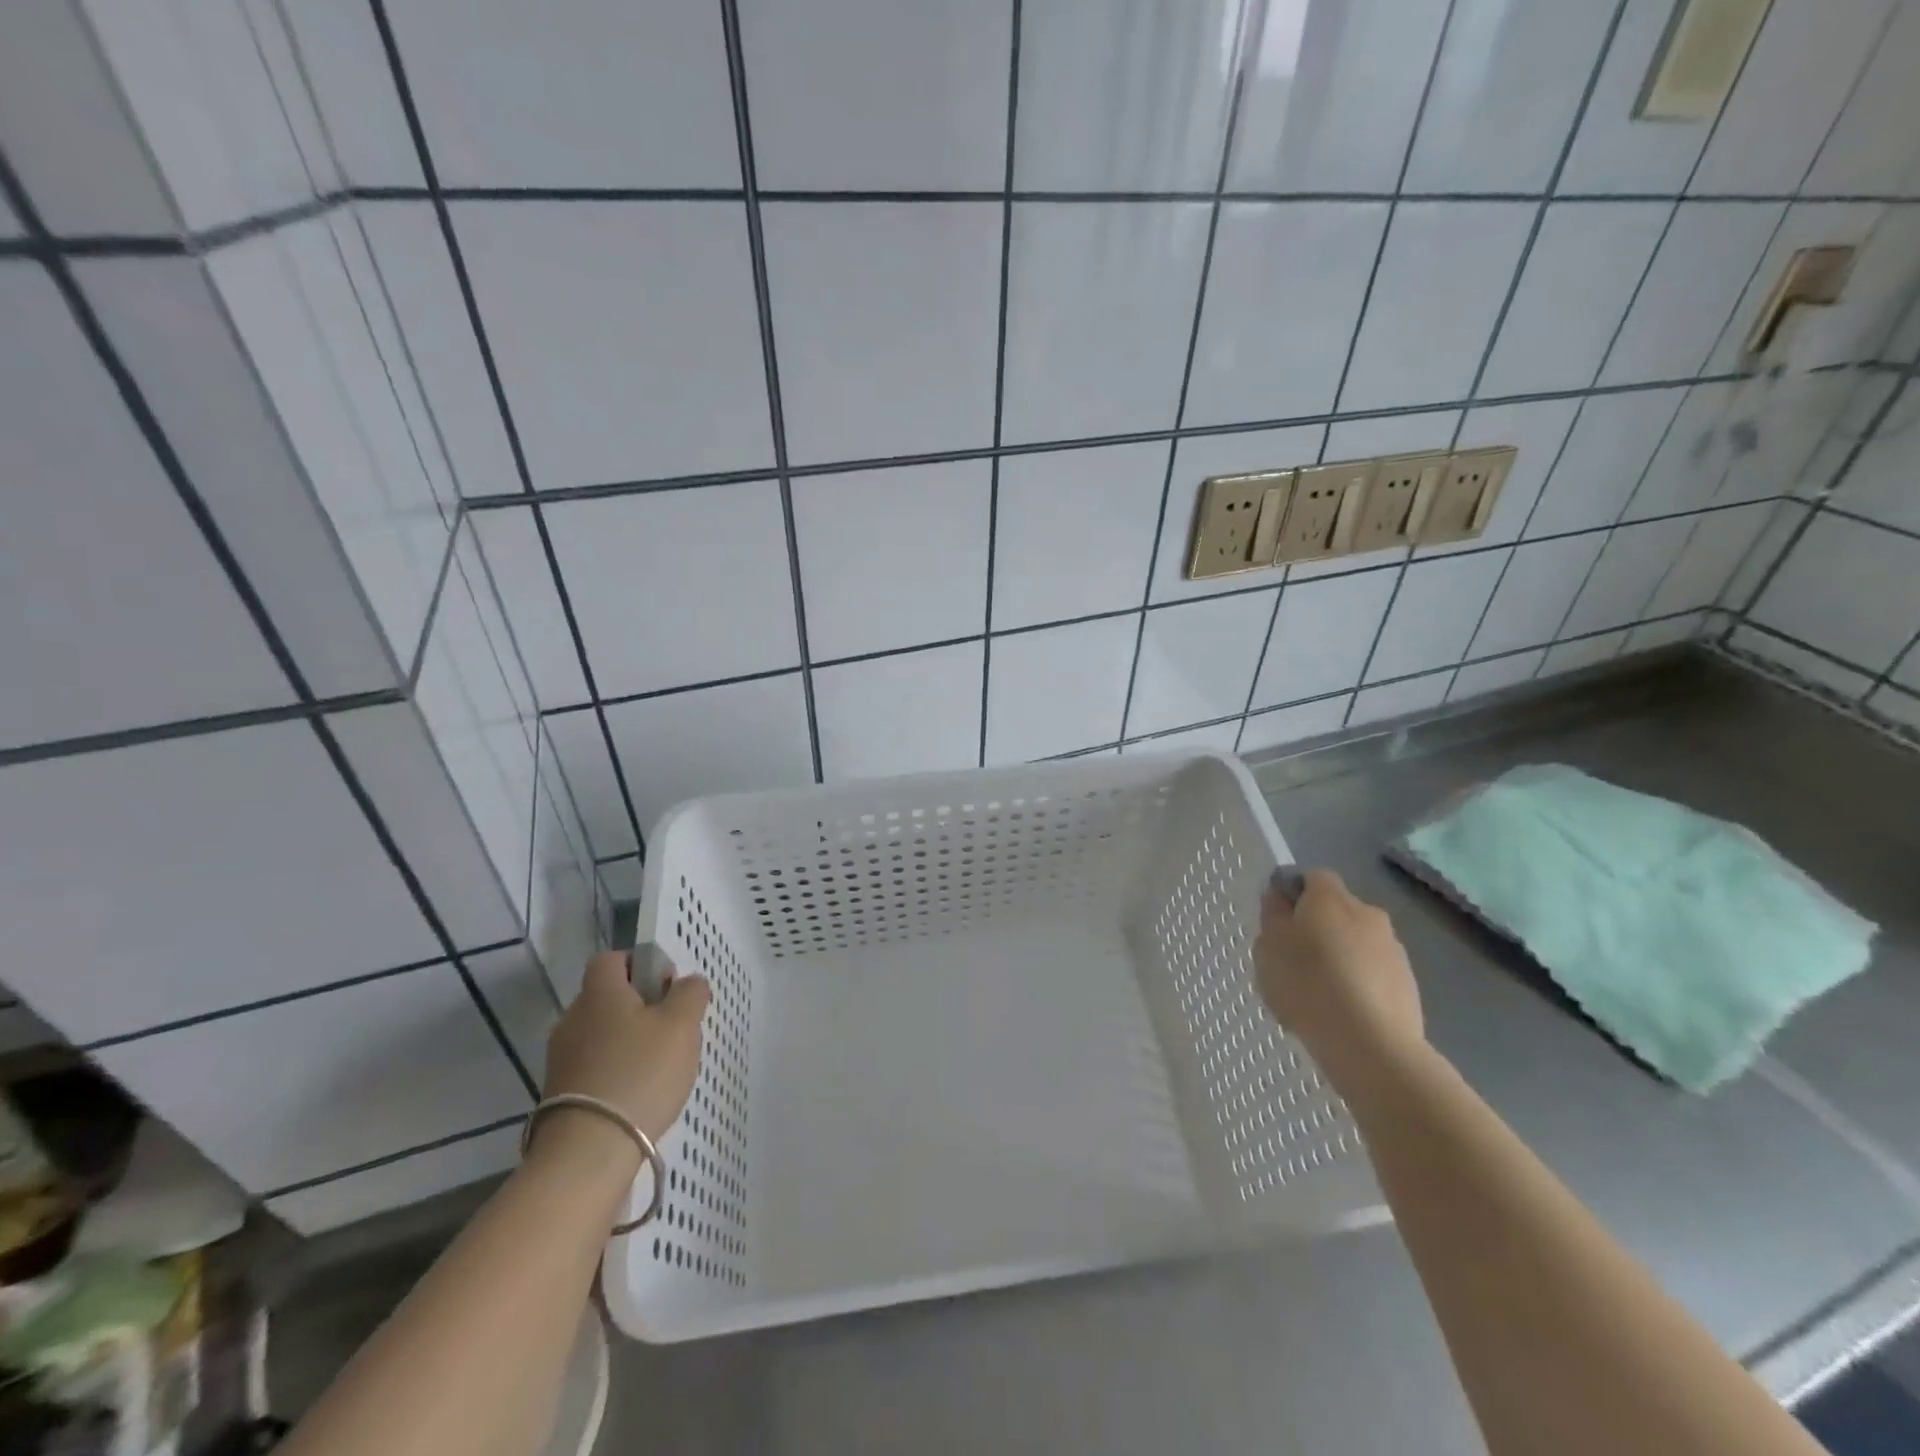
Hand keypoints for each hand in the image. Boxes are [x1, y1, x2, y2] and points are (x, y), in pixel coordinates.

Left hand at [543, 951, 709, 1144]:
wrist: (588, 1151)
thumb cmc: (640, 1073)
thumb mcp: (682, 1025)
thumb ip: (690, 994)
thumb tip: (688, 982)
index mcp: (600, 993)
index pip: (612, 959)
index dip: (640, 964)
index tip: (666, 986)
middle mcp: (573, 1018)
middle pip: (608, 997)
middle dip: (639, 1006)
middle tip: (672, 1028)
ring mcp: (561, 1058)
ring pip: (601, 1033)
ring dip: (628, 1040)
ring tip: (659, 1066)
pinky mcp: (560, 1093)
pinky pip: (593, 1065)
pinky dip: (615, 1070)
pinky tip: (638, 1092)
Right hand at [1254, 869, 1423, 1082]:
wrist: (1370, 1044)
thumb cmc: (1307, 985)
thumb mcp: (1268, 947)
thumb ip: (1273, 916)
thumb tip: (1280, 898)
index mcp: (1331, 897)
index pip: (1311, 878)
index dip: (1293, 895)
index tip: (1278, 923)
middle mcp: (1368, 913)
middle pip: (1337, 911)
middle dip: (1318, 928)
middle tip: (1293, 960)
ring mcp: (1393, 949)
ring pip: (1357, 942)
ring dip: (1340, 956)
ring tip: (1318, 993)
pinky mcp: (1408, 983)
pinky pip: (1373, 972)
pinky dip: (1359, 983)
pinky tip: (1342, 1012)